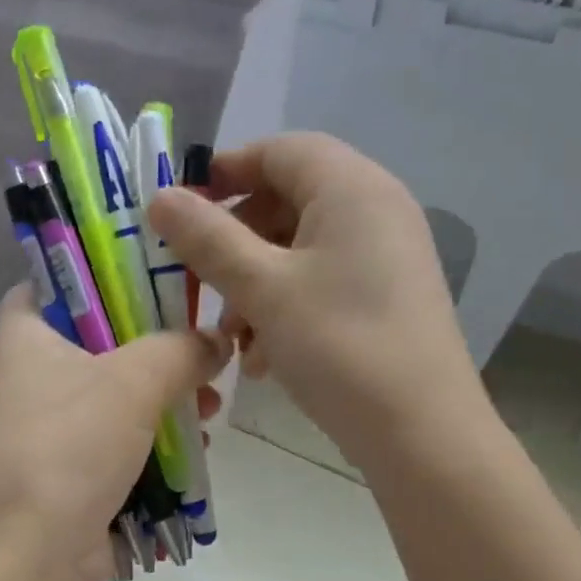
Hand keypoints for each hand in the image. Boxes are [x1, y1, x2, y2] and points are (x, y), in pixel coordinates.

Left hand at [0, 286, 229, 580]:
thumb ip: (182, 348)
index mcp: (25, 333)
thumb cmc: (73, 445)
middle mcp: (29, 373)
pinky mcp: (68, 467)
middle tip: (203, 349)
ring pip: (115, 392)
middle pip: (101, 338)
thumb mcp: (135, 381)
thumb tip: (217, 341)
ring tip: (209, 404)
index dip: (106, 272)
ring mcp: (48, 424)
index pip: (58, 279)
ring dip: (164, 396)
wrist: (34, 550)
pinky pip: (117, 437)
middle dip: (158, 347)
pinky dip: (153, 436)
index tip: (160, 277)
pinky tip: (195, 443)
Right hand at [147, 133, 490, 469]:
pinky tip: (265, 358)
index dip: (226, 171)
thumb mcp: (263, 289)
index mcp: (351, 188)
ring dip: (256, 286)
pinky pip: (323, 283)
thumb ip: (208, 239)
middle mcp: (376, 210)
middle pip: (288, 201)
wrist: (420, 430)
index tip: (181, 210)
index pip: (280, 150)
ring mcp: (386, 256)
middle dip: (237, 243)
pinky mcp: (386, 298)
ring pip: (301, 251)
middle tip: (202, 285)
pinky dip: (286, 309)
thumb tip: (160, 197)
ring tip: (234, 339)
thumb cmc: (339, 346)